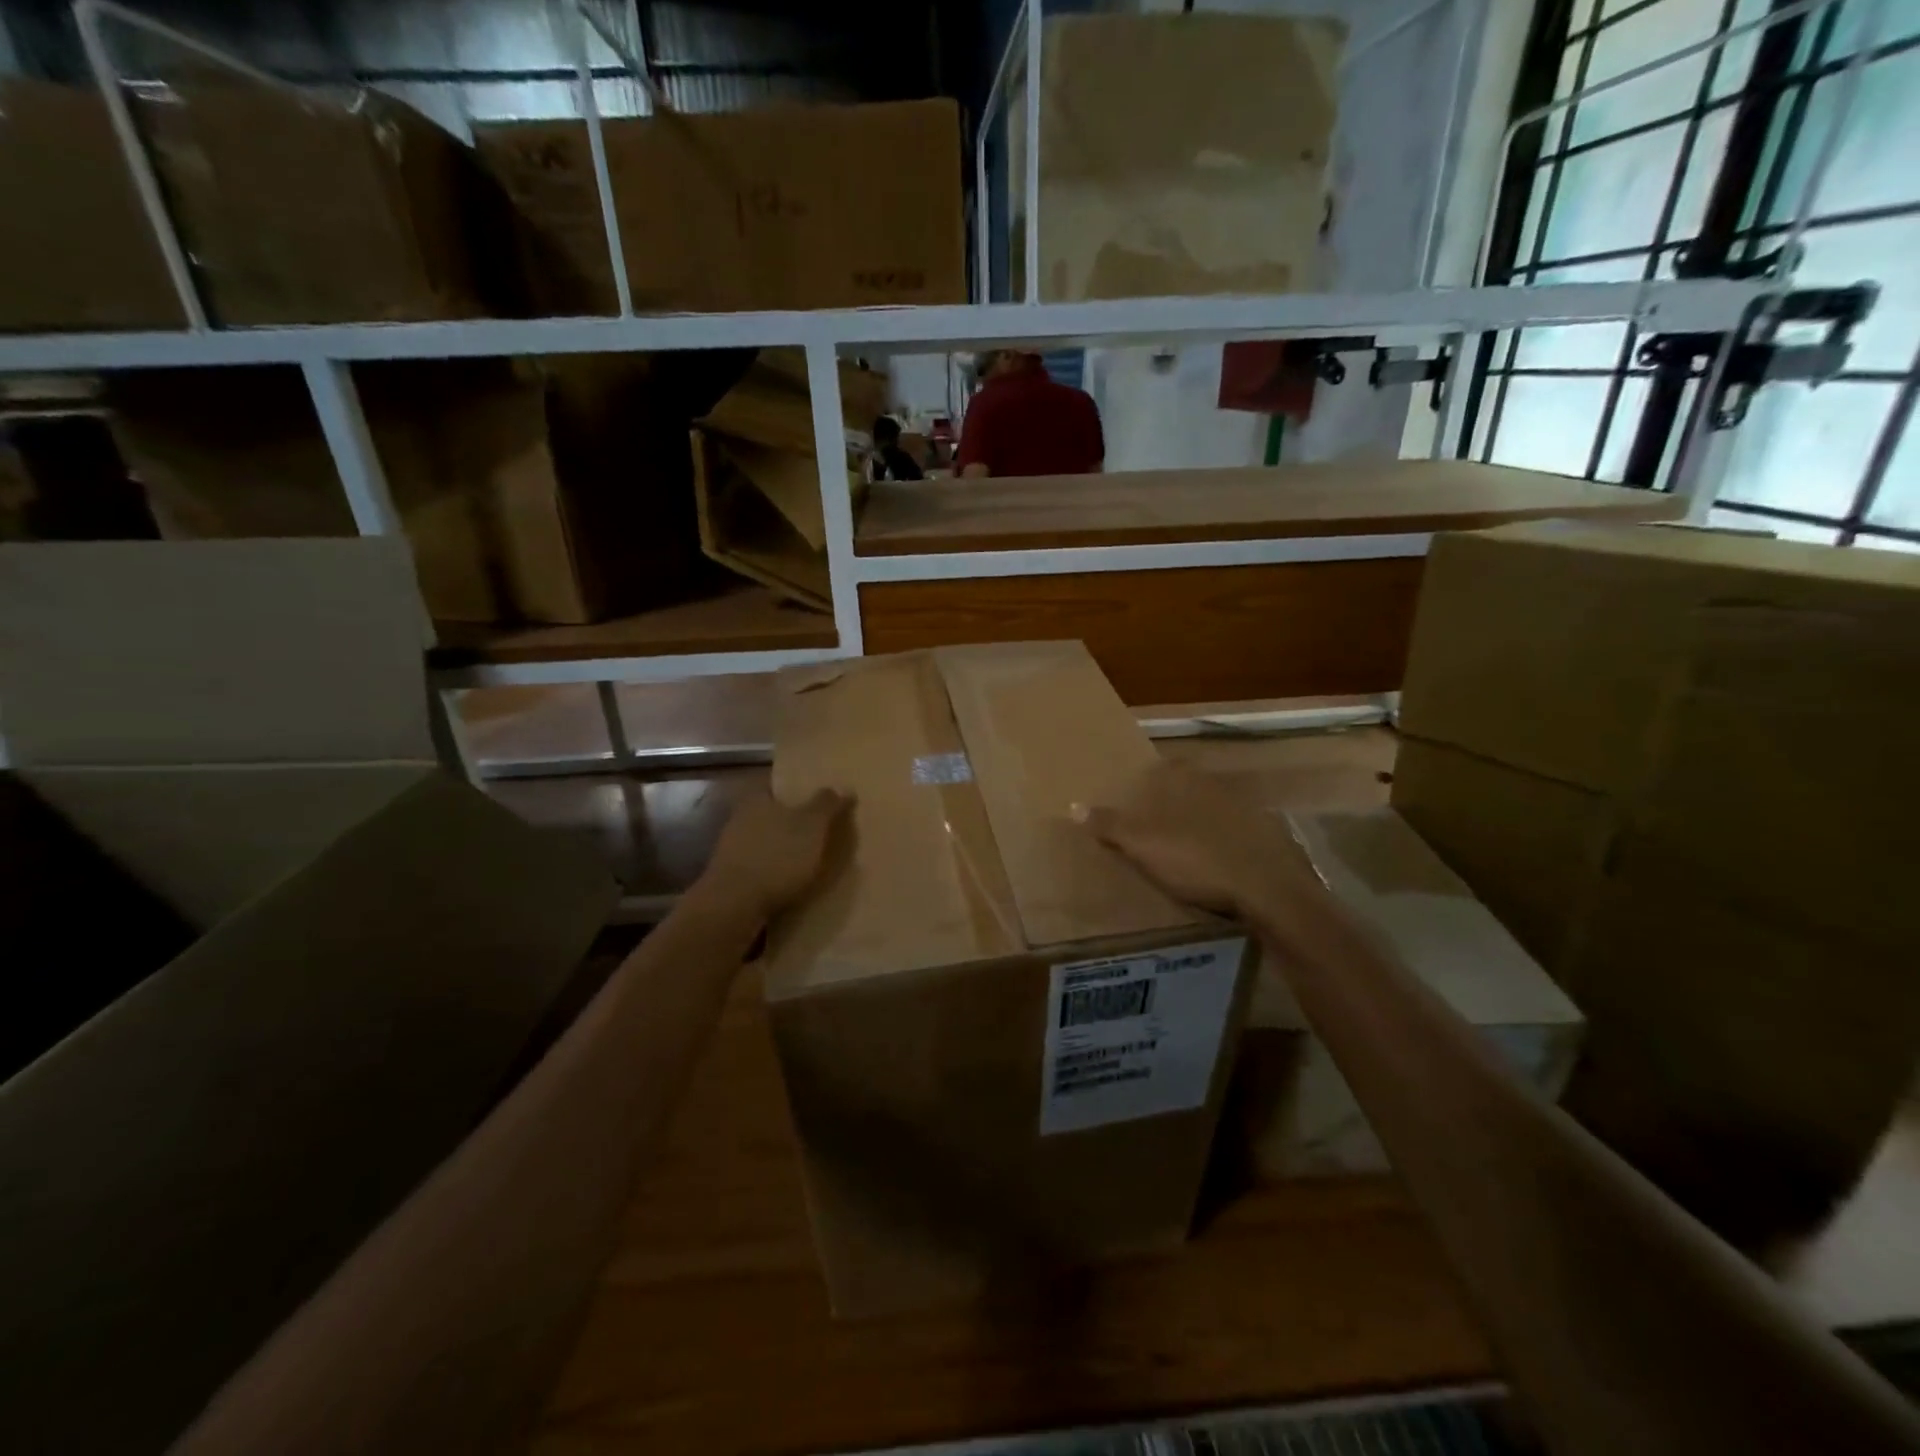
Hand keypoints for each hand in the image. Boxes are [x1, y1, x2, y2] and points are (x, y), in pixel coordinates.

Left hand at [703, 786, 849, 918]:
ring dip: (783, 849)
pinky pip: (759, 866)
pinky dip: (774, 872)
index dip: (798, 790)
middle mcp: (740, 818)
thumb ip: (827, 804)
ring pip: (765, 841)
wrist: (735, 905)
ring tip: (809, 860)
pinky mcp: (730, 877)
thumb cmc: (778, 856)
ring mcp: (731, 849)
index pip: (778, 785)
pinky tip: (790, 883)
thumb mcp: (813, 826)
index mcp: (757, 798)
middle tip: (819, 830)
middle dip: (792, 821)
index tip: (818, 798)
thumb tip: (843, 787)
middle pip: (771, 813)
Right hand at [1079, 761, 1325, 922]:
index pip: (1166, 766)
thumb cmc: (1196, 859)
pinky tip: (1216, 864)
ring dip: (1200, 823)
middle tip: (1155, 825)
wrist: (1268, 889)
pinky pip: (1237, 833)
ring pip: (1214, 809)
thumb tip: (1074, 805)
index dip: (1150, 778)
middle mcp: (1217, 785)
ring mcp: (1247, 810)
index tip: (1137, 796)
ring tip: (1182, 849)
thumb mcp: (1142, 845)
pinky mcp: (1268, 837)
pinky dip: (1224, 844)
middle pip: (1190, 786)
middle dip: (1175, 801)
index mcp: (1187, 780)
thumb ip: (1109, 824)